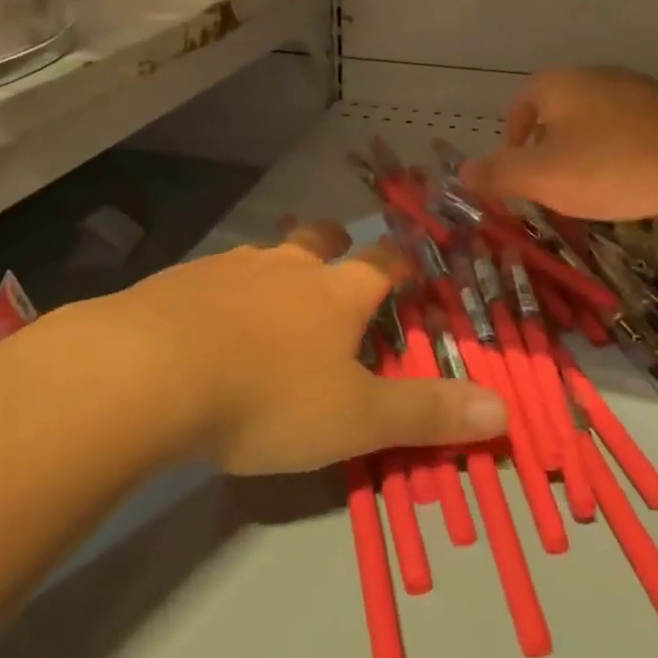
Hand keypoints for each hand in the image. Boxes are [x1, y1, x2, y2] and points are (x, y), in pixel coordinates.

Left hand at [118, 221, 506, 474]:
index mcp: (334, 292)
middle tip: (337, 258)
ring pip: (265, 253)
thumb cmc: (268, 396)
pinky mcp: (181, 280)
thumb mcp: (355, 418)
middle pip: (318, 239)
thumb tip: (504, 410)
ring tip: (272, 292)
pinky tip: (209, 319)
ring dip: (276, 266)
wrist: (152, 371)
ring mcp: (230, 267)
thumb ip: (427, 414)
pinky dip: (224, 289)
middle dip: (334, 244)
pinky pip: (214, 275)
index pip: (379, 263)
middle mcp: (286, 266)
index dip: (398, 263)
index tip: (407, 266)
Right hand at [461, 65, 657, 221]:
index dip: (512, 138)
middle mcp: (594, 75)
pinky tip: (634, 178)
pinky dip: (621, 150)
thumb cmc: (612, 164)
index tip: (517, 171)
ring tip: (593, 186)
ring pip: (595, 118)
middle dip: (549, 146)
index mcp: (557, 84)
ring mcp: (636, 87)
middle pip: (558, 110)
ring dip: (585, 149)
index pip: (520, 104)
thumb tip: (462, 171)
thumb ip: (498, 173)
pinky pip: (631, 127)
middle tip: (553, 184)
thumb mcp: (544, 177)